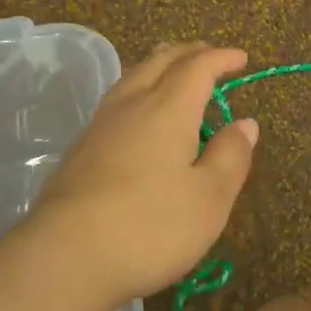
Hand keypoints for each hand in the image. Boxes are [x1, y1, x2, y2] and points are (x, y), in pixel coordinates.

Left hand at [29, 42, 257, 306]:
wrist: (65, 257)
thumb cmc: (150, 227)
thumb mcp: (209, 198)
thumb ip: (230, 157)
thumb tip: (245, 123)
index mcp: (168, 109)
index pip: (198, 68)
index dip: (221, 58)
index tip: (241, 57)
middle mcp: (132, 105)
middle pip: (160, 62)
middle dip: (188, 53)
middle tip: (208, 54)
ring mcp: (100, 126)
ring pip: (132, 77)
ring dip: (158, 66)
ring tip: (172, 70)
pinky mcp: (80, 150)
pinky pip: (116, 100)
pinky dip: (138, 89)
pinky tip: (137, 112)